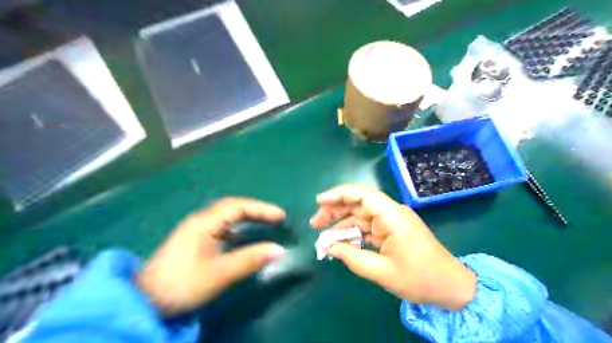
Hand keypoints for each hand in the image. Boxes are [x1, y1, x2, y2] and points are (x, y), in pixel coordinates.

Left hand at [136, 198, 285, 315]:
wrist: (145, 303)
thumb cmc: (182, 284)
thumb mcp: (219, 273)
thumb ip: (249, 260)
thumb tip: (279, 250)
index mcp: (203, 223)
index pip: (237, 207)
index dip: (261, 209)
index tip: (281, 215)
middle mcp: (200, 221)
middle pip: (232, 208)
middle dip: (255, 211)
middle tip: (276, 218)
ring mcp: (196, 231)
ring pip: (226, 218)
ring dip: (247, 218)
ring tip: (265, 223)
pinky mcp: (195, 242)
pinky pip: (222, 228)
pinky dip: (237, 229)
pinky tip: (244, 238)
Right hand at [311, 184, 477, 310]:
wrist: (451, 287)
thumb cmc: (420, 279)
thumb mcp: (382, 272)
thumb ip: (352, 257)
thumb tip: (328, 247)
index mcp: (393, 216)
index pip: (363, 195)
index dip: (339, 194)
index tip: (319, 201)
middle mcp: (391, 213)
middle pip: (358, 203)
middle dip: (335, 210)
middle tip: (315, 223)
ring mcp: (391, 222)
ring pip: (360, 216)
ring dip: (341, 224)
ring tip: (322, 236)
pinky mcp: (391, 231)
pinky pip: (367, 227)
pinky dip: (352, 233)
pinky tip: (340, 242)